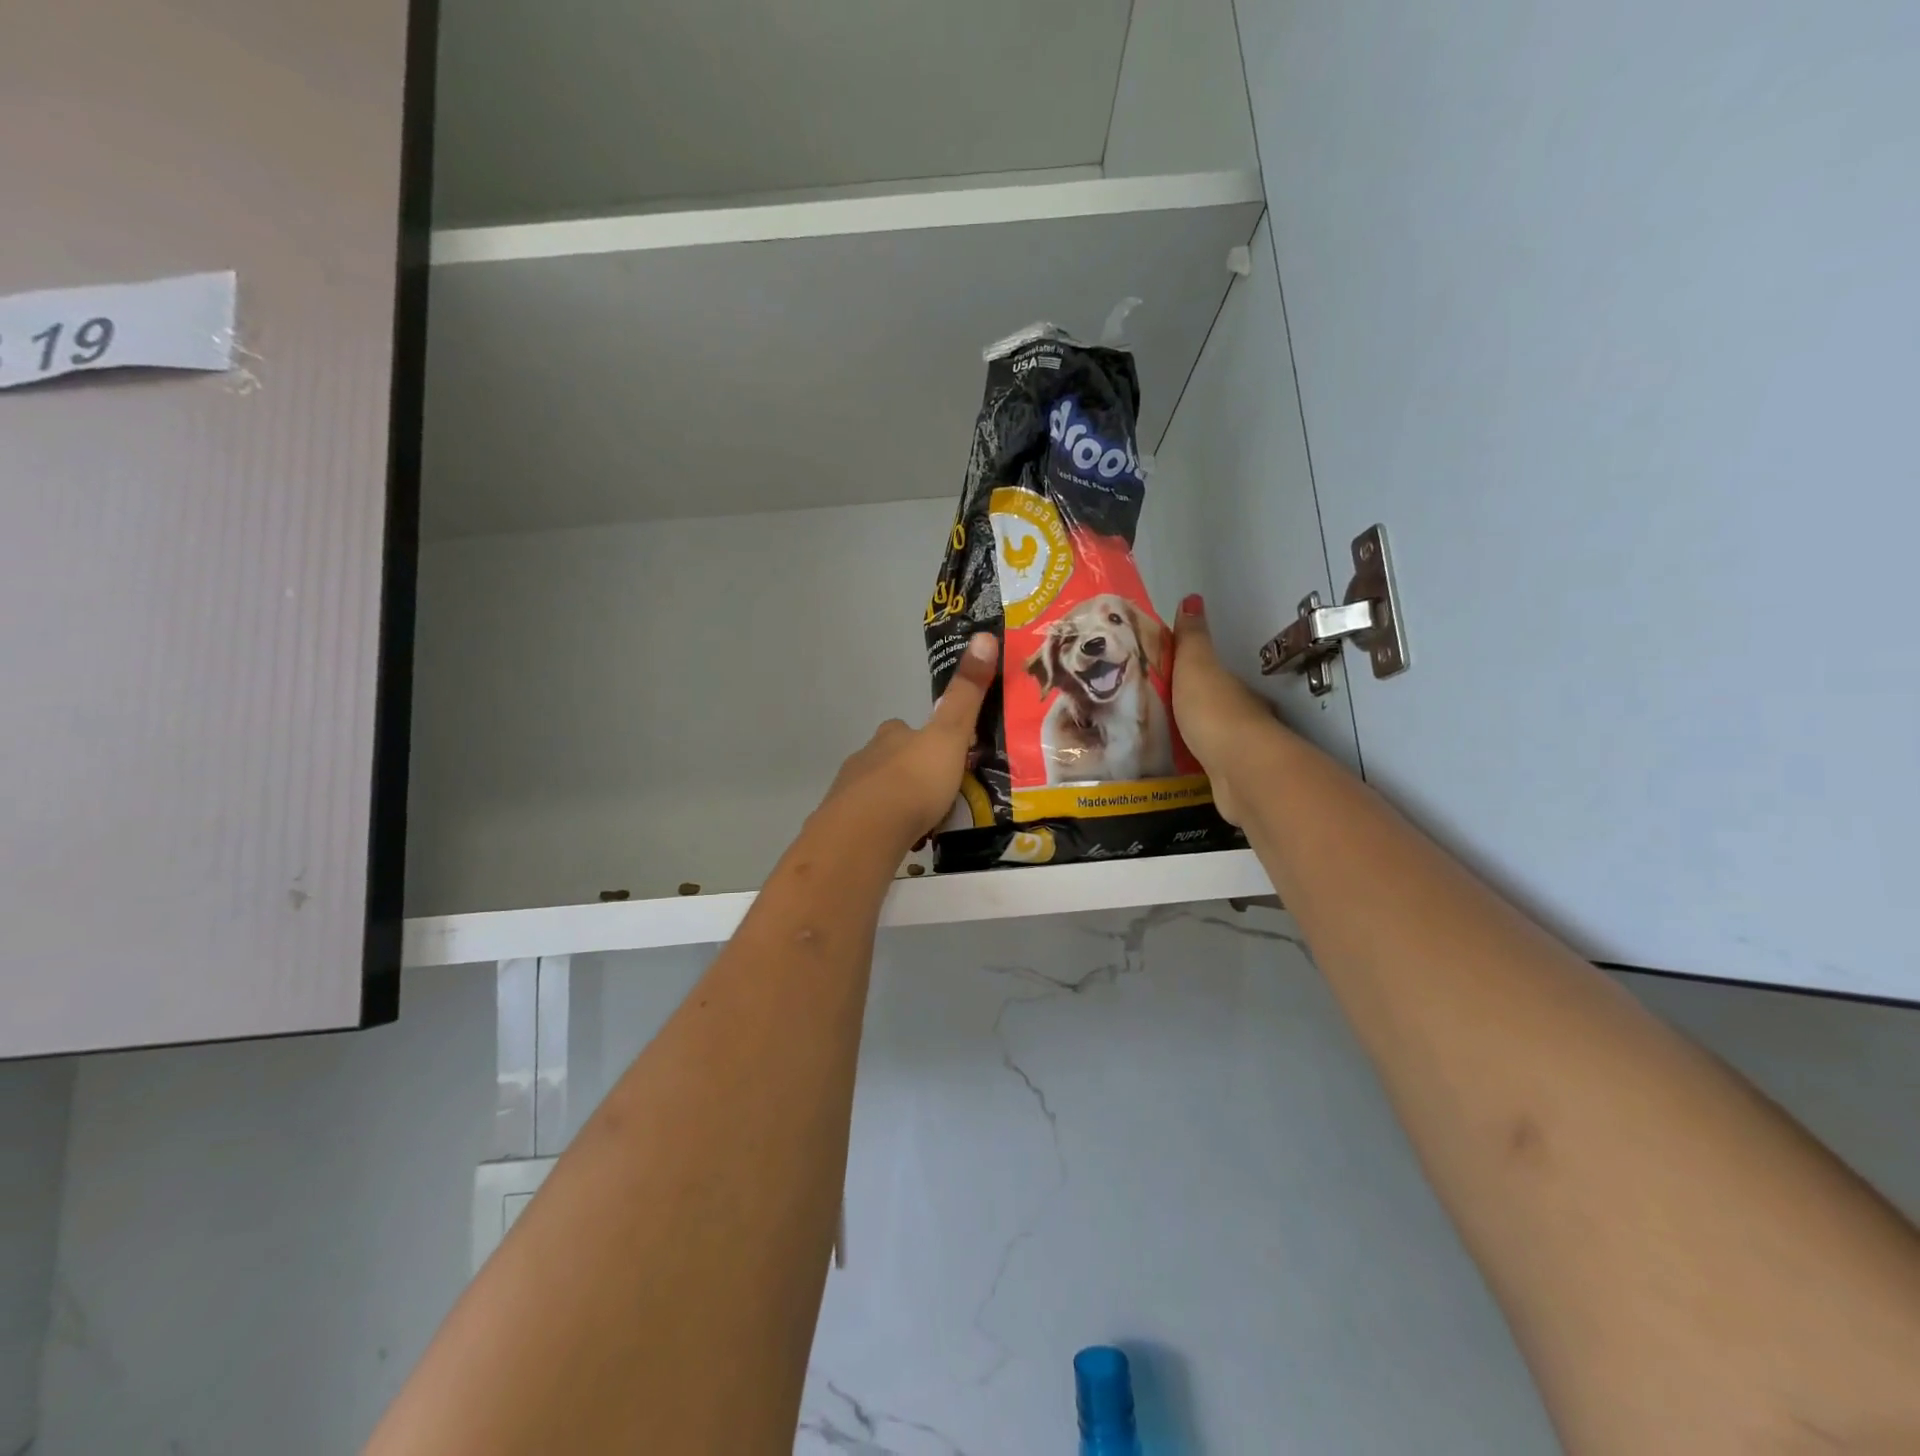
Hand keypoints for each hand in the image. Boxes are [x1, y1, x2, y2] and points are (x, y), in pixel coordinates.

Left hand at [818, 632, 999, 853]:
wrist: (867, 830)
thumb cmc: (914, 780)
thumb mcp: (949, 735)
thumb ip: (966, 694)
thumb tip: (983, 635)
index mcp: (892, 736)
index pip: (904, 728)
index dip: (923, 737)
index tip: (944, 754)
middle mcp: (866, 757)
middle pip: (889, 758)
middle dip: (909, 771)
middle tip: (938, 792)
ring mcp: (850, 792)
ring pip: (876, 790)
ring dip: (895, 800)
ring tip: (922, 820)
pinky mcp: (842, 825)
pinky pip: (867, 821)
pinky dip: (882, 826)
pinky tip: (899, 840)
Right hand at [1172, 595, 1282, 826]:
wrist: (1241, 771)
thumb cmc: (1215, 713)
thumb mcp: (1196, 667)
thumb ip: (1191, 639)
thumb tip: (1191, 598)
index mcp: (1230, 686)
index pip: (1208, 674)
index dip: (1185, 672)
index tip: (1158, 677)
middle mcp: (1239, 714)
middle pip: (1209, 705)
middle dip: (1185, 706)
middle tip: (1149, 709)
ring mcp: (1236, 749)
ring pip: (1208, 736)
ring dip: (1188, 735)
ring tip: (1153, 737)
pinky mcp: (1229, 778)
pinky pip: (1204, 764)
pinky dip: (1191, 761)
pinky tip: (1172, 764)